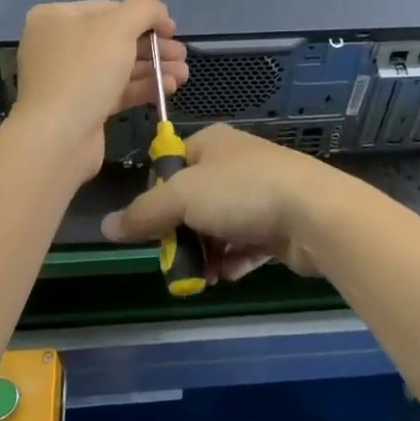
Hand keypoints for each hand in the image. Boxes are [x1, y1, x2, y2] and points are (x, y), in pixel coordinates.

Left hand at [10, 0, 187, 184]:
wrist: (58, 138)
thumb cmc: (85, 70)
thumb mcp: (119, 25)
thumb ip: (145, 9)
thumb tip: (160, 14)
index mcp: (56, 18)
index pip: (109, 8)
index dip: (145, 17)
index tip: (172, 30)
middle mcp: (58, 44)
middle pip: (116, 38)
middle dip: (154, 46)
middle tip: (181, 56)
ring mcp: (69, 78)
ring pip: (119, 66)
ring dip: (154, 68)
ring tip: (184, 75)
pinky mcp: (81, 107)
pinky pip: (117, 90)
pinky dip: (143, 87)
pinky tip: (169, 88)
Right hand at [99, 124, 345, 281]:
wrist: (314, 213)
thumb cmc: (242, 192)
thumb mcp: (182, 197)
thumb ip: (143, 213)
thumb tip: (106, 226)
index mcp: (210, 143)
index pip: (170, 166)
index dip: (156, 197)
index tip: (151, 228)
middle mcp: (234, 162)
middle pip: (192, 201)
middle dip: (182, 234)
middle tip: (177, 262)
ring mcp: (259, 192)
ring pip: (218, 226)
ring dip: (207, 253)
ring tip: (202, 277)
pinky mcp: (278, 222)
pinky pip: (245, 243)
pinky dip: (233, 260)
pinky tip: (227, 276)